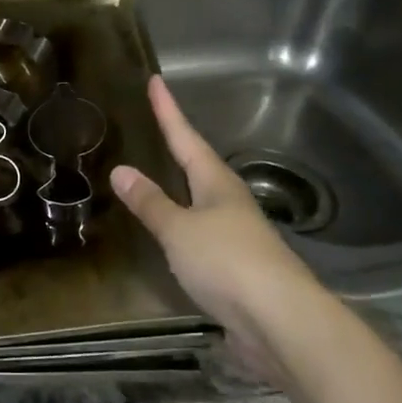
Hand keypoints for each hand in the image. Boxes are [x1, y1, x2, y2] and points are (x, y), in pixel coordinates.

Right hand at [111, 77, 325, 370]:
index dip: (168, 111)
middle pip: (199, 165)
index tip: (156, 81)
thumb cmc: (227, 262)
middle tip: (156, 125)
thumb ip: (151, 202)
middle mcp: (230, 202)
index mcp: (217, 183)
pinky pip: (201, 234)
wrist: (280, 321)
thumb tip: (121, 169)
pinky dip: (182, 225)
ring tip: (159, 175)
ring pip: (202, 200)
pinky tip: (172, 234)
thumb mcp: (179, 230)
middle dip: (178, 145)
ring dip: (180, 187)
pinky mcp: (236, 268)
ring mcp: (236, 235)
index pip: (186, 137)